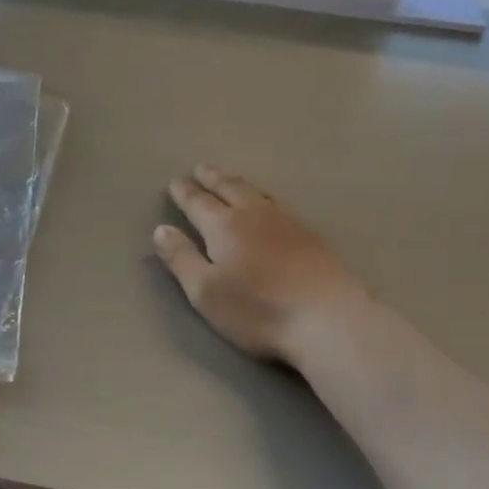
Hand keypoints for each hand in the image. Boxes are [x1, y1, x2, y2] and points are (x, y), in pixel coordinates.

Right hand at [155, 166, 370, 363]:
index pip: (198, 202)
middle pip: (229, 188)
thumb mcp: (205, 291)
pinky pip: (278, 204)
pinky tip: (267, 205)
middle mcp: (254, 214)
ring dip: (238, 183)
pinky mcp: (311, 236)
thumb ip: (181, 259)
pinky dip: (263, 197)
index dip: (185, 193)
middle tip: (201, 168)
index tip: (176, 182)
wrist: (327, 319)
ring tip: (229, 179)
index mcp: (224, 226)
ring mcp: (287, 222)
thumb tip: (161, 229)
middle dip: (212, 178)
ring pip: (257, 192)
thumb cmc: (257, 309)